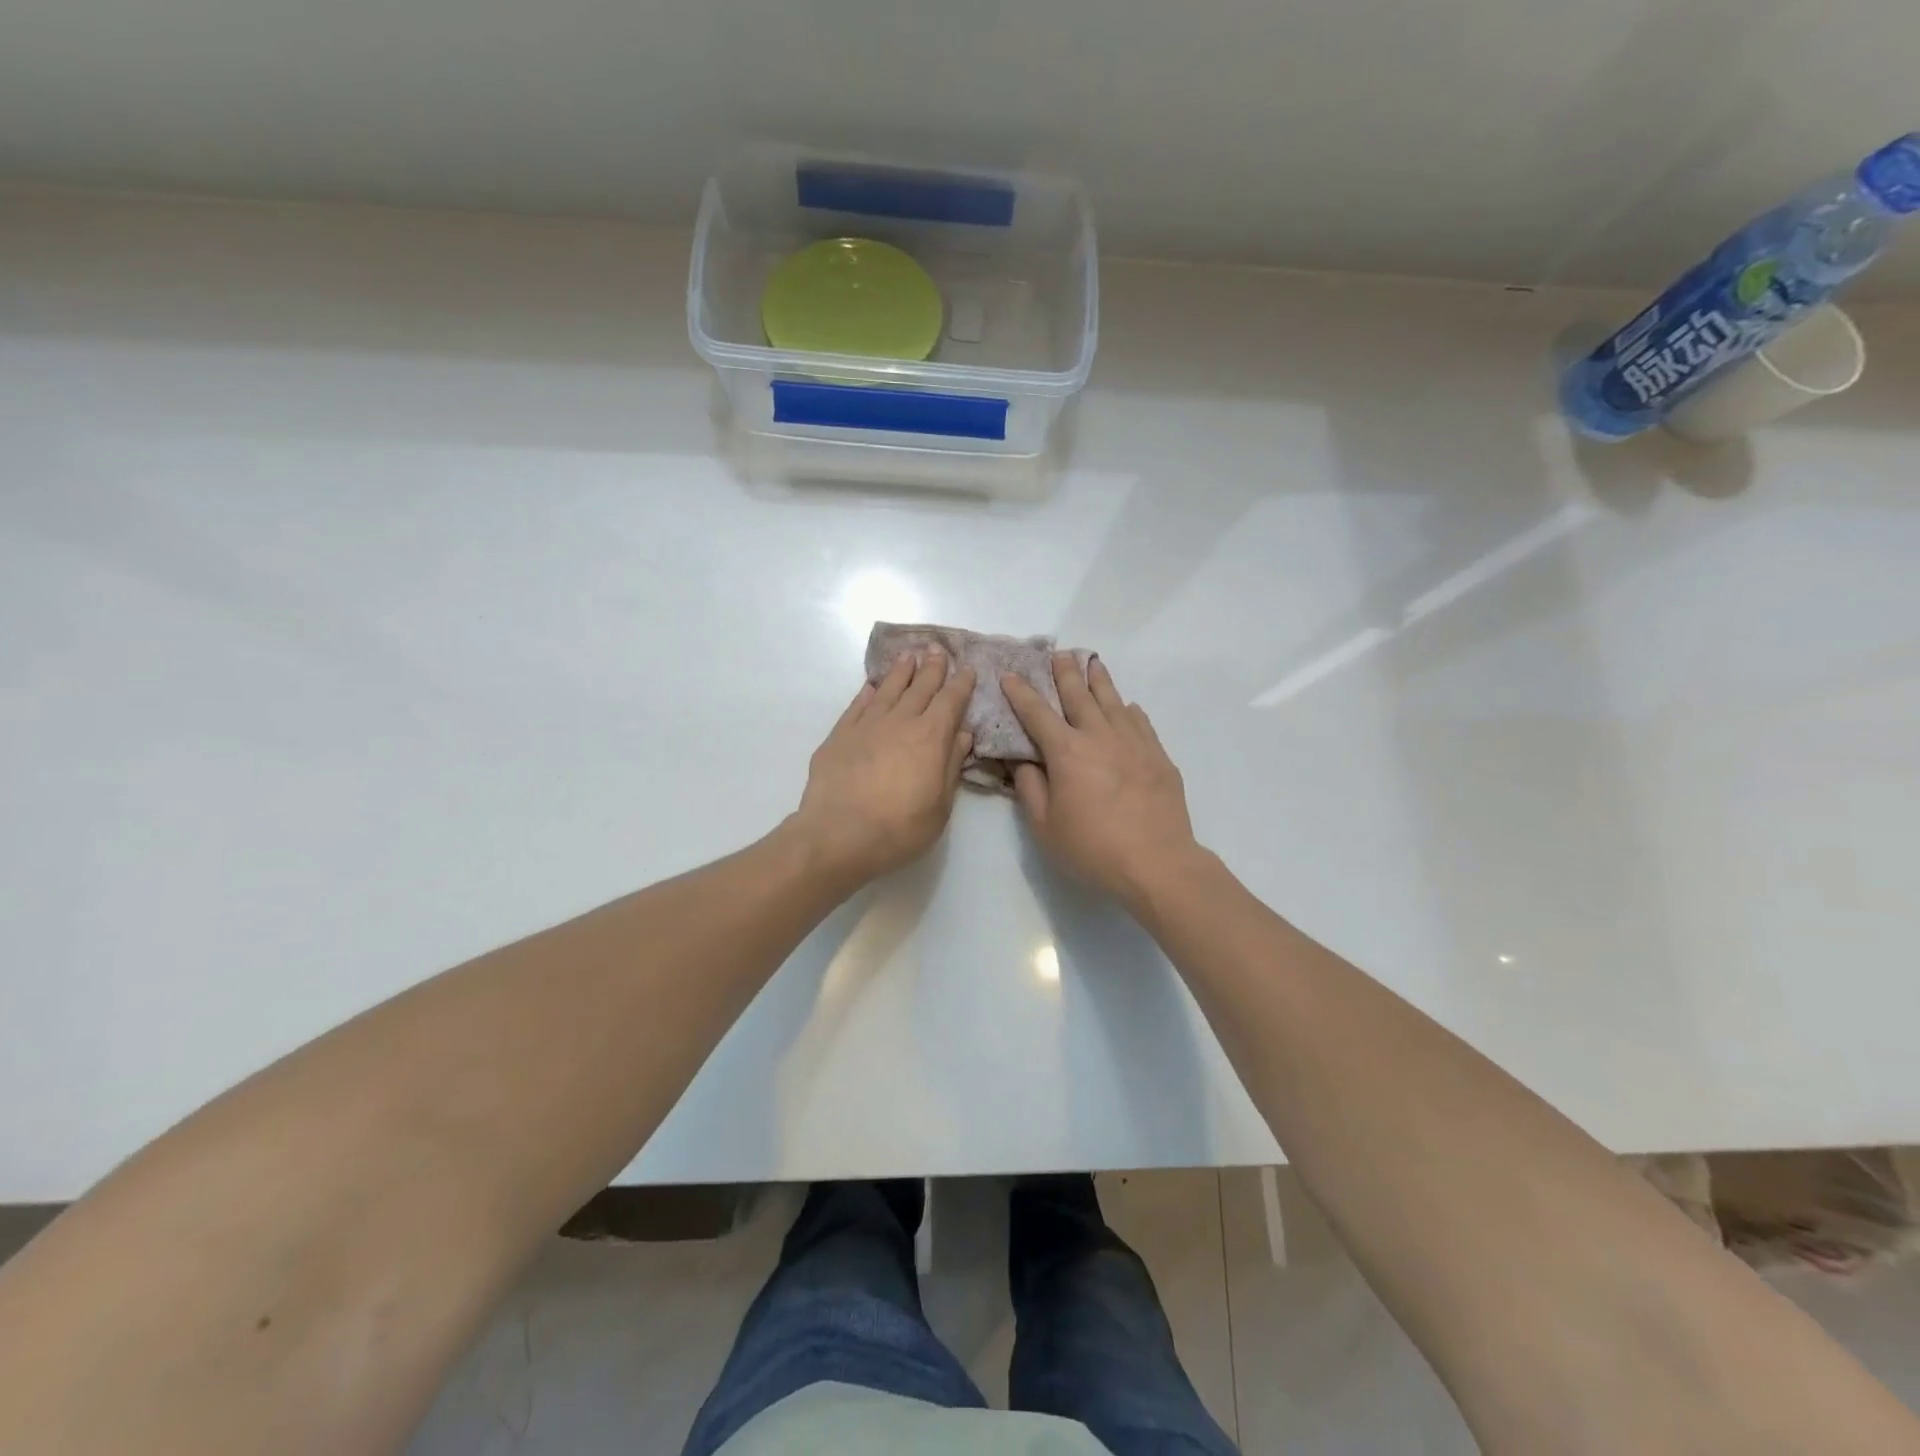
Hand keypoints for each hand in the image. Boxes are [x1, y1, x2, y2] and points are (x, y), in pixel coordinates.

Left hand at [790, 649, 975, 890]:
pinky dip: (868, 692)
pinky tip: (872, 686)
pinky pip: (858, 705)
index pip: (951, 701)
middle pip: (920, 688)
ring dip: (900, 672)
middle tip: (937, 650)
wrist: (838, 835)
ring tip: (908, 657)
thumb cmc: (900, 828)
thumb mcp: (940, 806)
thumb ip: (951, 766)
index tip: (968, 669)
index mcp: (931, 737)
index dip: (961, 684)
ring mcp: (867, 726)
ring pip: (888, 690)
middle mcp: (900, 722)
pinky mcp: (839, 735)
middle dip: (932, 668)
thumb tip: (962, 734)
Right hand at [1002, 656, 1198, 906]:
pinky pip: (1141, 722)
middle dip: (1065, 673)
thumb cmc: (1092, 848)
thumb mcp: (1045, 826)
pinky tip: (1128, 706)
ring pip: (1113, 701)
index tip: (1011, 674)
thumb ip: (1029, 788)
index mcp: (1067, 752)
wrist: (1157, 863)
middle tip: (1058, 653)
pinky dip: (1129, 710)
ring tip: (1092, 662)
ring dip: (1099, 680)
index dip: (1021, 693)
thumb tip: (1020, 760)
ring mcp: (1133, 743)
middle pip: (1079, 696)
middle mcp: (1099, 736)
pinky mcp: (1158, 756)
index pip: (1037, 714)